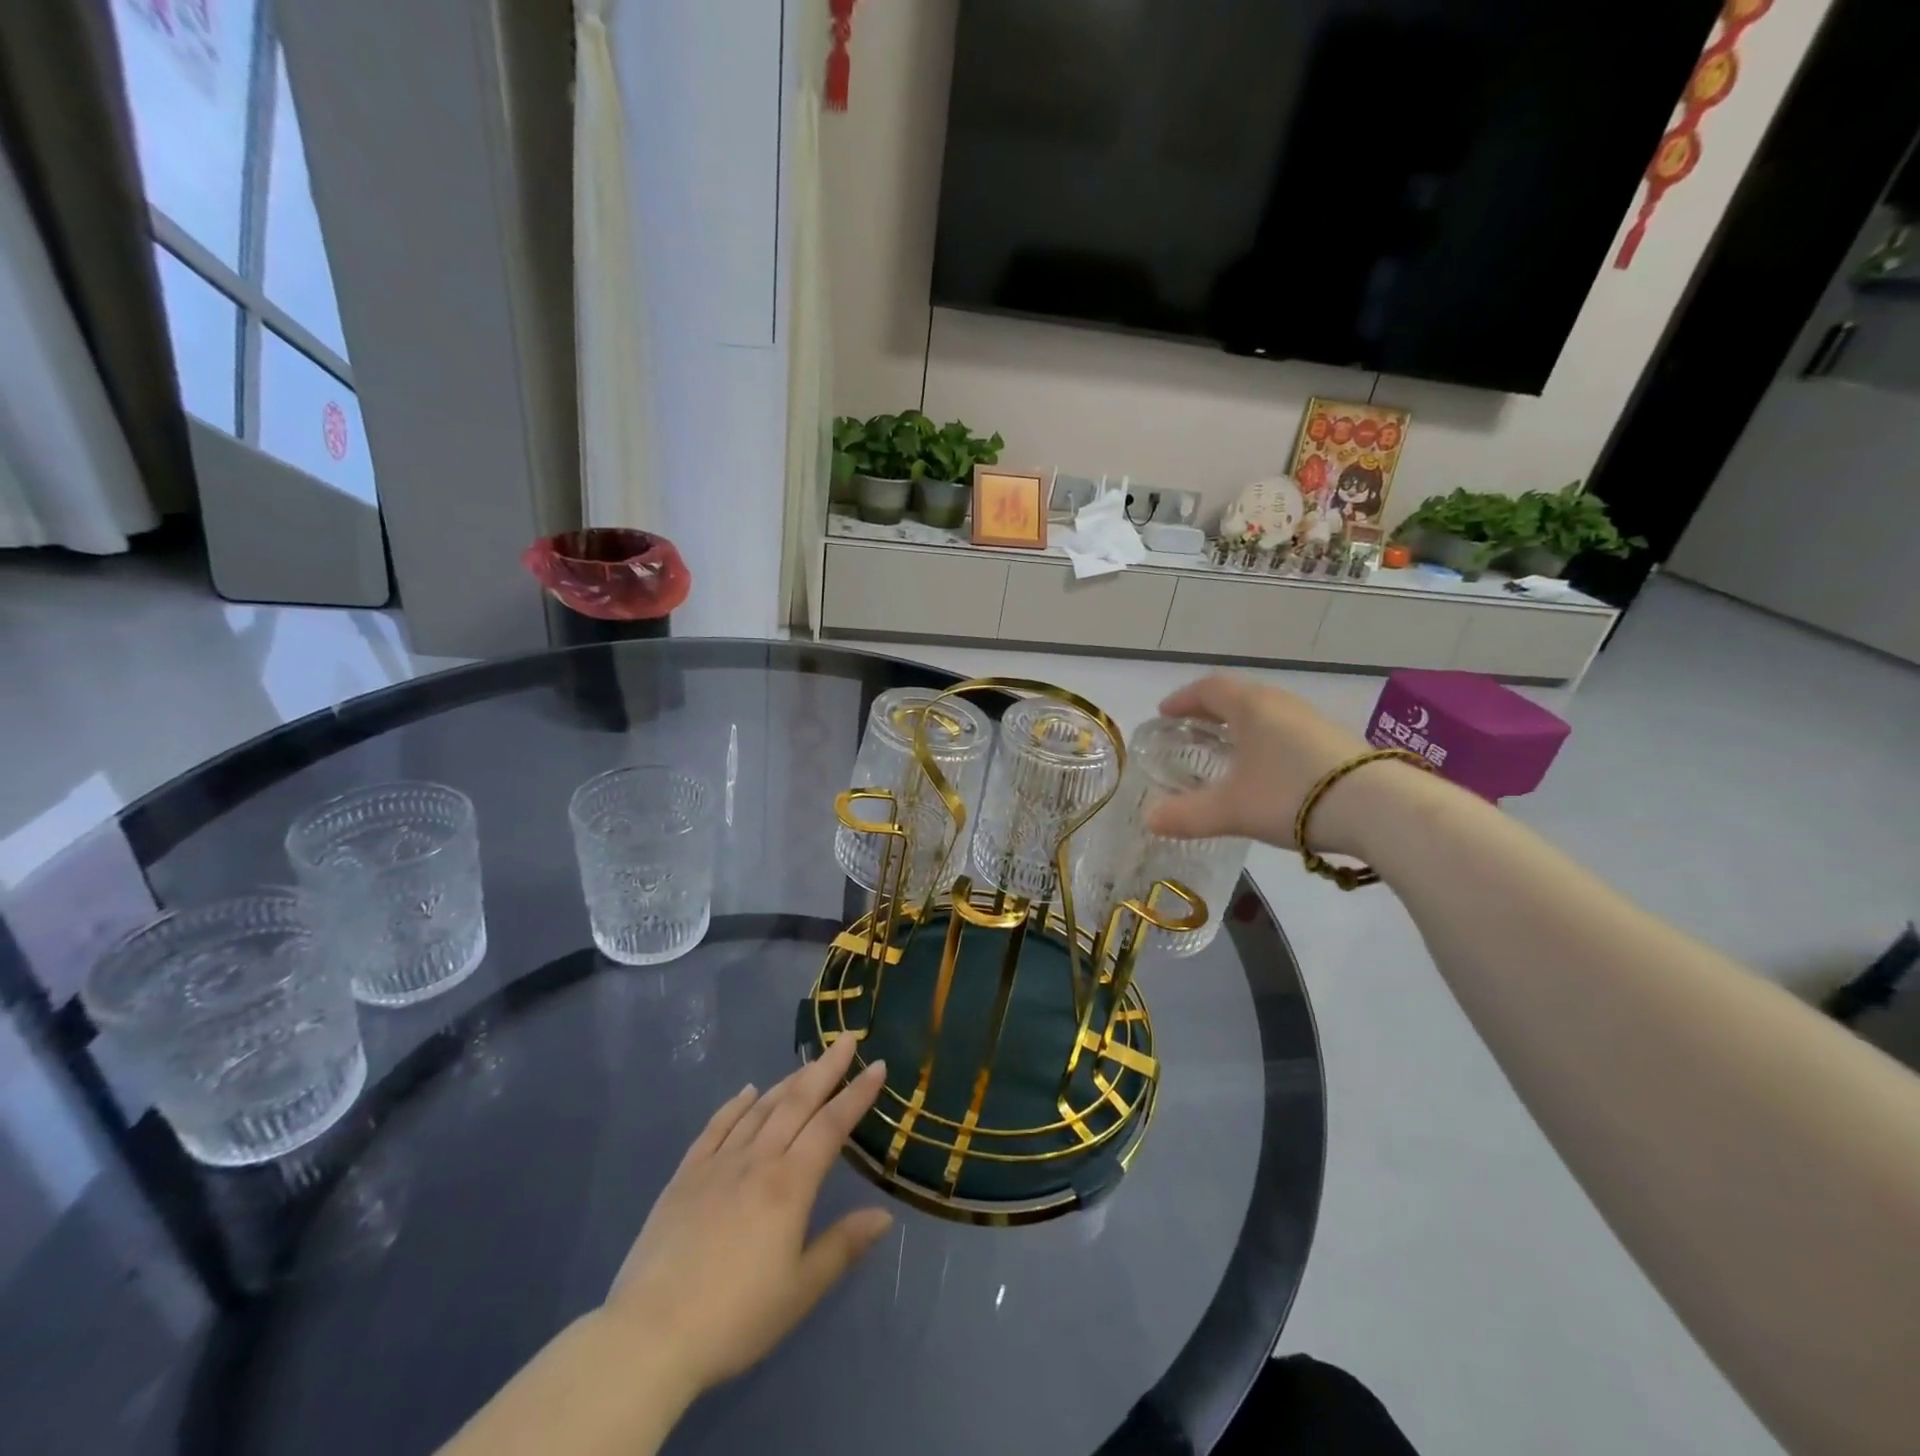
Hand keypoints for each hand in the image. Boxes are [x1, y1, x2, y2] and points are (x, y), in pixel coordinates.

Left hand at [602, 1033, 892, 1398]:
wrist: (649, 1335)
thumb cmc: (734, 1318)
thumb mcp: (799, 1291)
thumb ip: (843, 1247)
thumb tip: (884, 1214)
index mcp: (789, 1184)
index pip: (831, 1125)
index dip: (857, 1093)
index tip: (878, 1065)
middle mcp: (757, 1160)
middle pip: (797, 1102)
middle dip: (825, 1069)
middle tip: (845, 1040)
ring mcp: (718, 1164)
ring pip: (760, 1108)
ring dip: (787, 1082)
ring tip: (807, 1065)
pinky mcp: (686, 1175)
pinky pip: (716, 1127)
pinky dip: (735, 1105)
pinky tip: (747, 1091)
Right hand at [1146, 675, 1379, 852]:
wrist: (1379, 807)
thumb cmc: (1291, 795)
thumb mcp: (1231, 810)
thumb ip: (1187, 815)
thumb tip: (1149, 820)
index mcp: (1250, 707)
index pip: (1208, 688)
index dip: (1182, 699)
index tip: (1164, 714)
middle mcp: (1281, 704)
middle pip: (1239, 695)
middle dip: (1210, 710)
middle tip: (1191, 730)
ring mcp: (1312, 721)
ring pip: (1267, 712)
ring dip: (1241, 724)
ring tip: (1227, 748)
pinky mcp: (1336, 742)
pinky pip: (1288, 730)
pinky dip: (1266, 740)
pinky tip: (1268, 769)